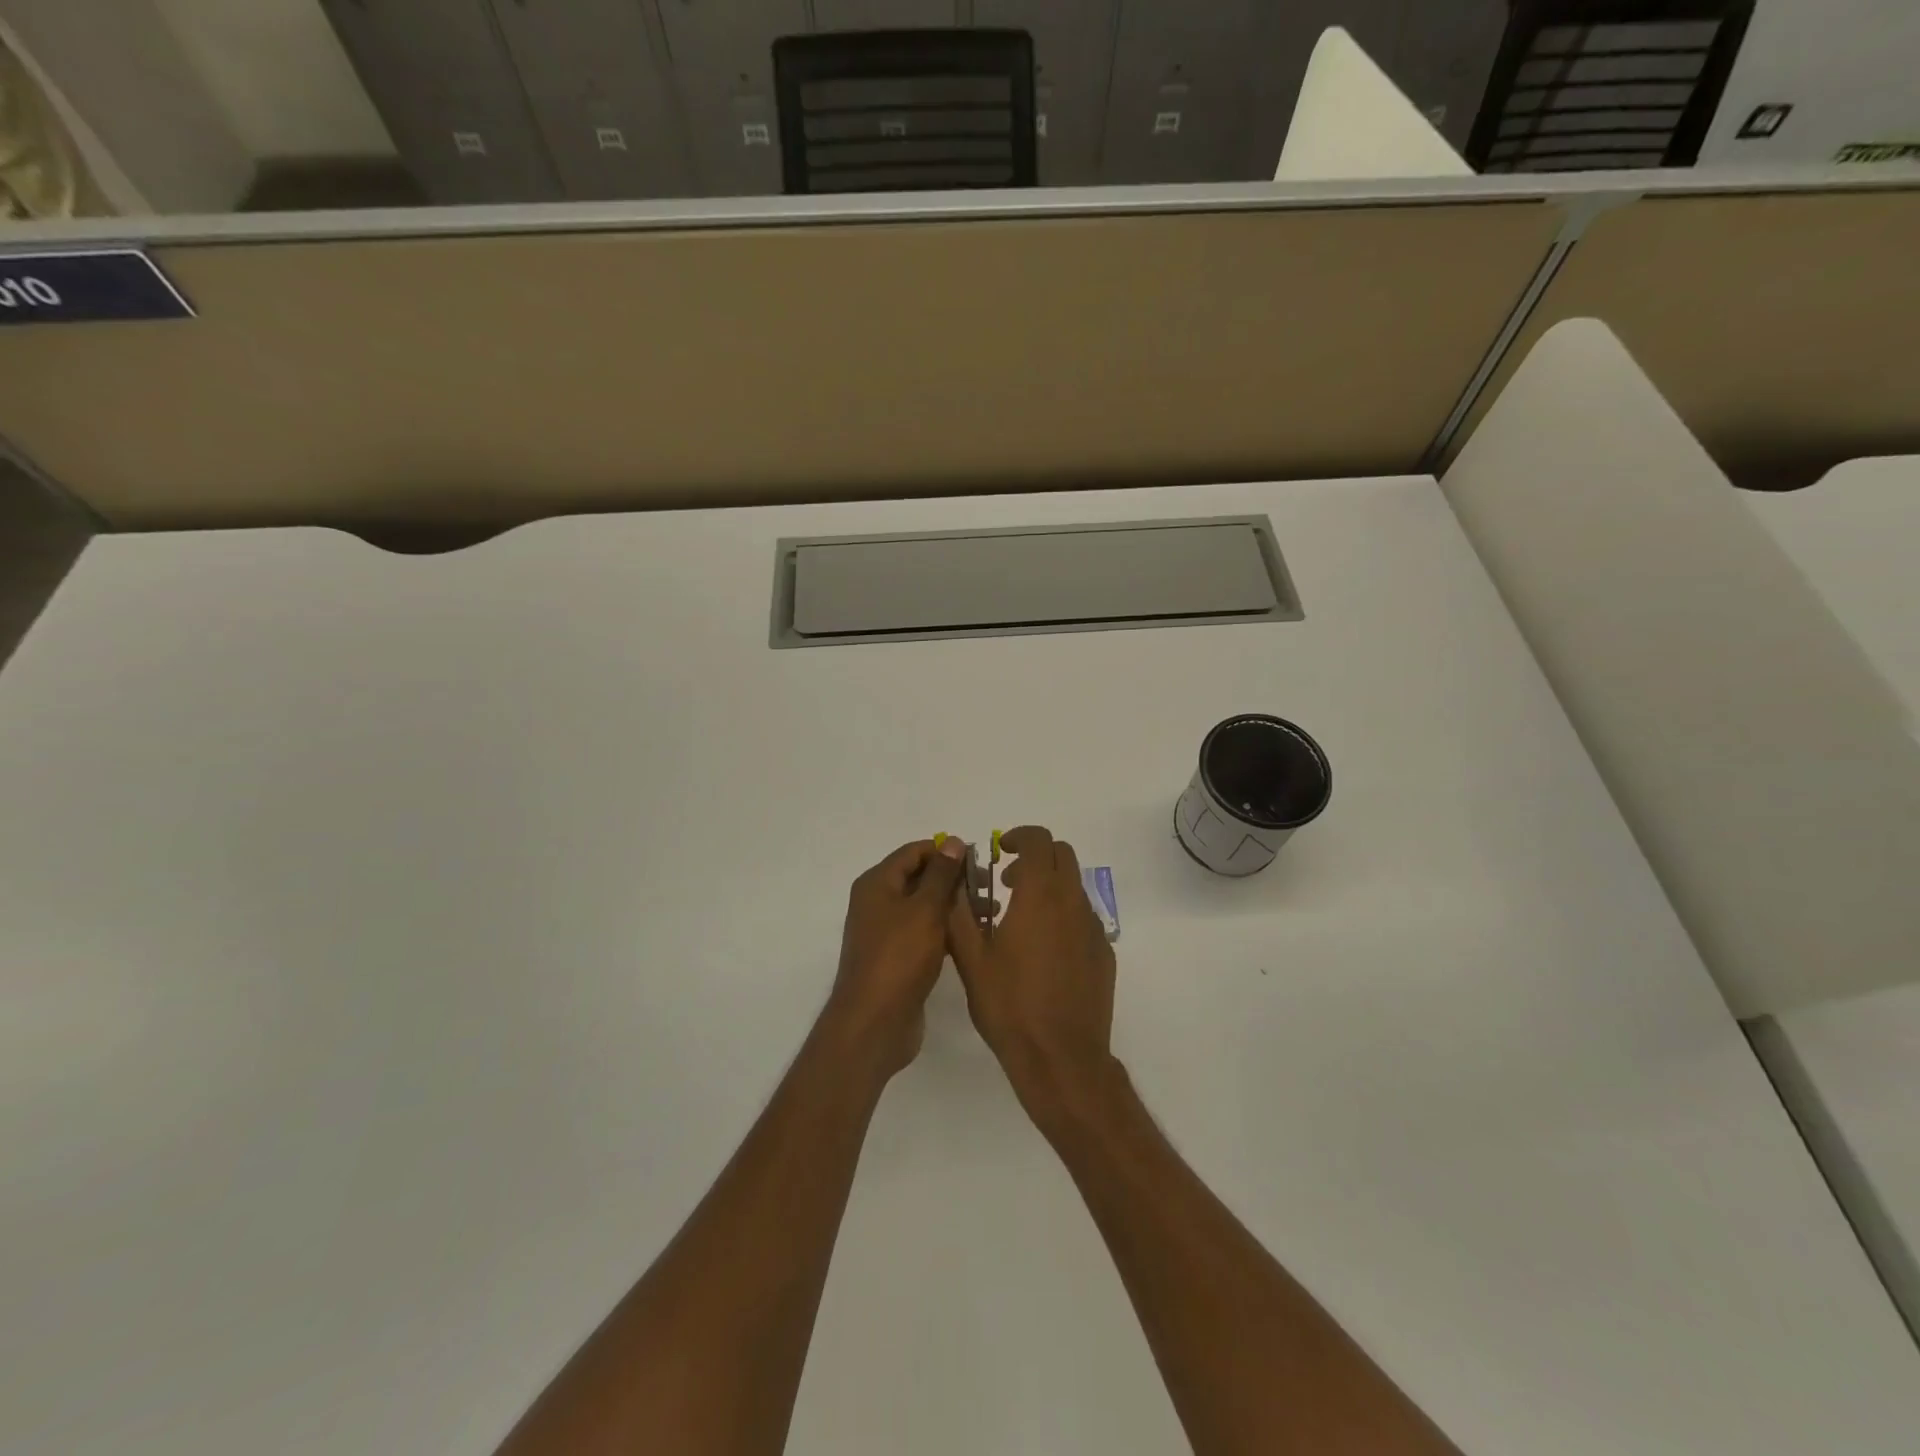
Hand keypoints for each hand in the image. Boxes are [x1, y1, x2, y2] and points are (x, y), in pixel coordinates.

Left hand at [825, 837, 968, 1077]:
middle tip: (990, 889)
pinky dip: (946, 930)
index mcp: (877, 883)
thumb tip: (953, 841)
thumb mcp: (925, 909)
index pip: (914, 852)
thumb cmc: (900, 957)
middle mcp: (877, 902)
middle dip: (954, 880)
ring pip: (924, 907)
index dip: (946, 852)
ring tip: (990, 913)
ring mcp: (886, 932)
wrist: (875, 1022)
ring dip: (954, 906)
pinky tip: (972, 936)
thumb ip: (941, 874)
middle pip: (919, 878)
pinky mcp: (897, 957)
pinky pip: (924, 932)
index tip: (979, 861)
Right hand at [946, 825, 1118, 1124]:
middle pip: (1062, 855)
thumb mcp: (971, 959)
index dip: (1019, 837)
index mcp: (1040, 895)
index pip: (1038, 840)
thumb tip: (955, 882)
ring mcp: (1094, 928)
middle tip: (1008, 883)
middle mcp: (1072, 902)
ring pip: (1074, 886)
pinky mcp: (1104, 953)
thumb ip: (960, 913)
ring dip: (1049, 887)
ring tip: (1020, 922)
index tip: (1000, 851)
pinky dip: (1063, 916)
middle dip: (1035, 858)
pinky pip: (1083, 917)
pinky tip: (1044, 953)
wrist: (1061, 1057)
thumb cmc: (1010, 1005)